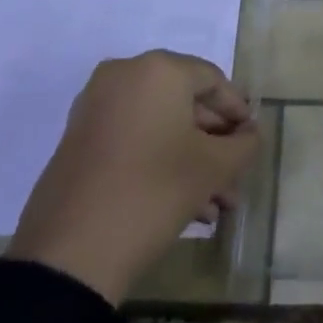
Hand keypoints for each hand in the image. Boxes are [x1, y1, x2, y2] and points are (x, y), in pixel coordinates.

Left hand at [7, 50, 260, 305]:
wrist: (70, 252)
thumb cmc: (153, 192)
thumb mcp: (212, 168)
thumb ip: (244, 144)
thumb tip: (249, 134)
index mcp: (158, 70)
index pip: (213, 80)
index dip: (238, 111)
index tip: (252, 142)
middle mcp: (124, 76)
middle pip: (185, 104)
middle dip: (215, 144)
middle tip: (236, 178)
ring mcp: (97, 107)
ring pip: (160, 126)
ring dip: (192, 160)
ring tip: (217, 206)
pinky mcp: (79, 140)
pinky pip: (134, 139)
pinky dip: (161, 162)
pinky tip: (188, 207)